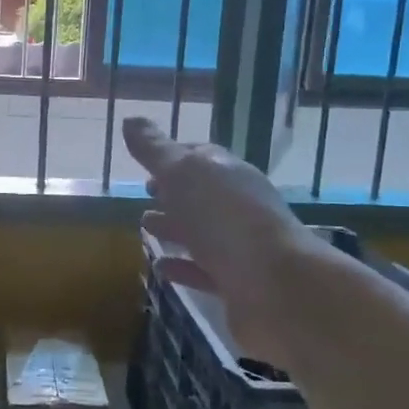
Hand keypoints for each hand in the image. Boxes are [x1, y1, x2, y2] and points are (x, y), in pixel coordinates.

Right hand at [123, 117, 316, 312]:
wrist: (277, 288)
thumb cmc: (225, 219)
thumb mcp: (183, 174)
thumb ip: (155, 150)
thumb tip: (130, 120)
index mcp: (229, 173)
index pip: (200, 158)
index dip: (172, 158)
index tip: (143, 165)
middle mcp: (238, 207)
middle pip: (201, 196)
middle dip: (172, 194)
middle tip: (143, 197)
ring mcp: (240, 248)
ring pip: (202, 233)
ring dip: (174, 229)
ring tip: (145, 229)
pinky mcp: (238, 286)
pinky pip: (204, 272)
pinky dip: (182, 267)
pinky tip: (161, 268)